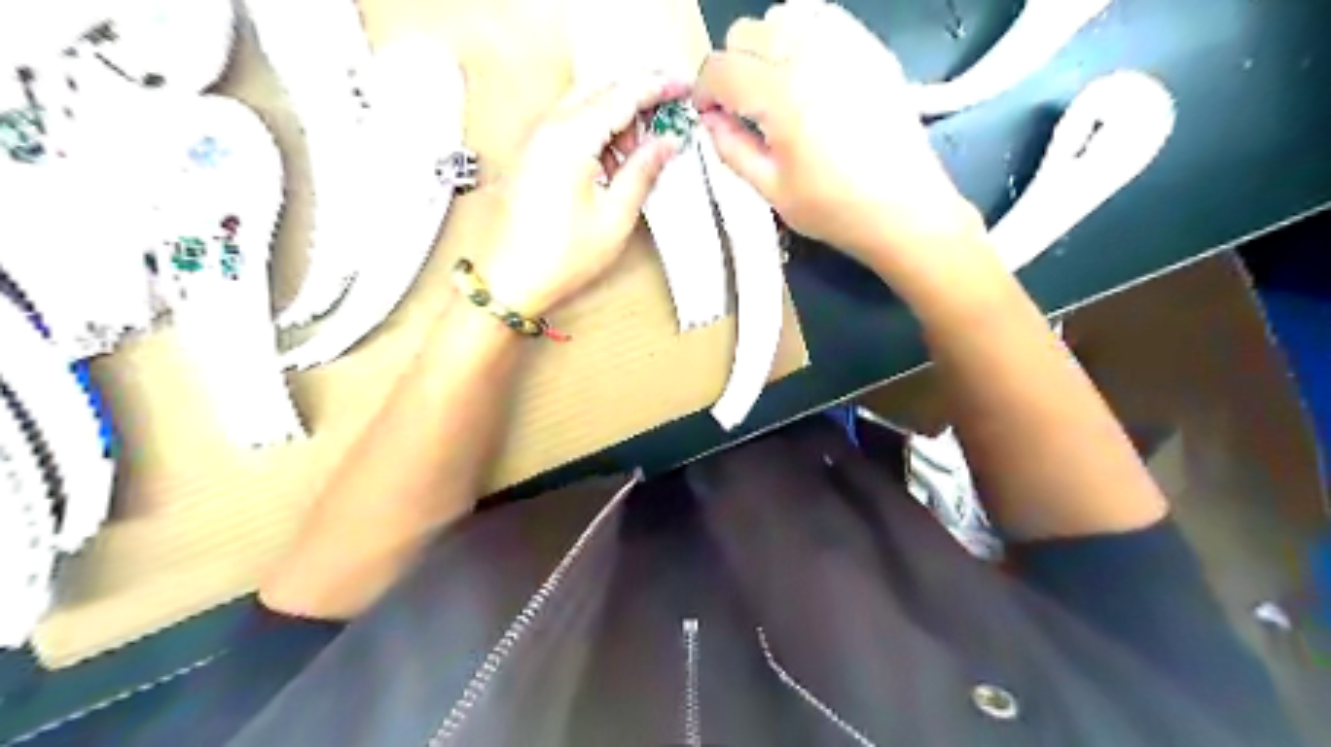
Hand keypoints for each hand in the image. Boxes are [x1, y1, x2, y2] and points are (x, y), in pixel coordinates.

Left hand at [481, 77, 685, 318]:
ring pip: (586, 106)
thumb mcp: (615, 217)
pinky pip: (571, 126)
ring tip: (643, 154)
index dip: (657, 87)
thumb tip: (666, 144)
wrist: (510, 280)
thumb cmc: (559, 257)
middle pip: (602, 91)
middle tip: (668, 120)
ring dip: (618, 119)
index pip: (622, 94)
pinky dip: (598, 133)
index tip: (682, 87)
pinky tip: (615, 162)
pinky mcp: (532, 155)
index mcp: (570, 138)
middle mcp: (548, 128)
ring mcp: (536, 140)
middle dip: (638, 100)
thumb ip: (643, 171)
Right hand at [697, 0, 985, 276]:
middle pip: (746, 33)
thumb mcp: (770, 190)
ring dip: (766, 47)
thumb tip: (710, 119)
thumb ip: (731, 149)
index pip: (720, 68)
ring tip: (776, 87)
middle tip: (743, 106)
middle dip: (733, 67)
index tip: (710, 115)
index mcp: (780, 96)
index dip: (704, 91)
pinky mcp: (869, 47)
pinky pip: (822, 16)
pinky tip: (807, 72)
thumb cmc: (834, 208)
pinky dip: (803, 35)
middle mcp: (809, 56)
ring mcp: (844, 45)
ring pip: (782, 15)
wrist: (904, 208)